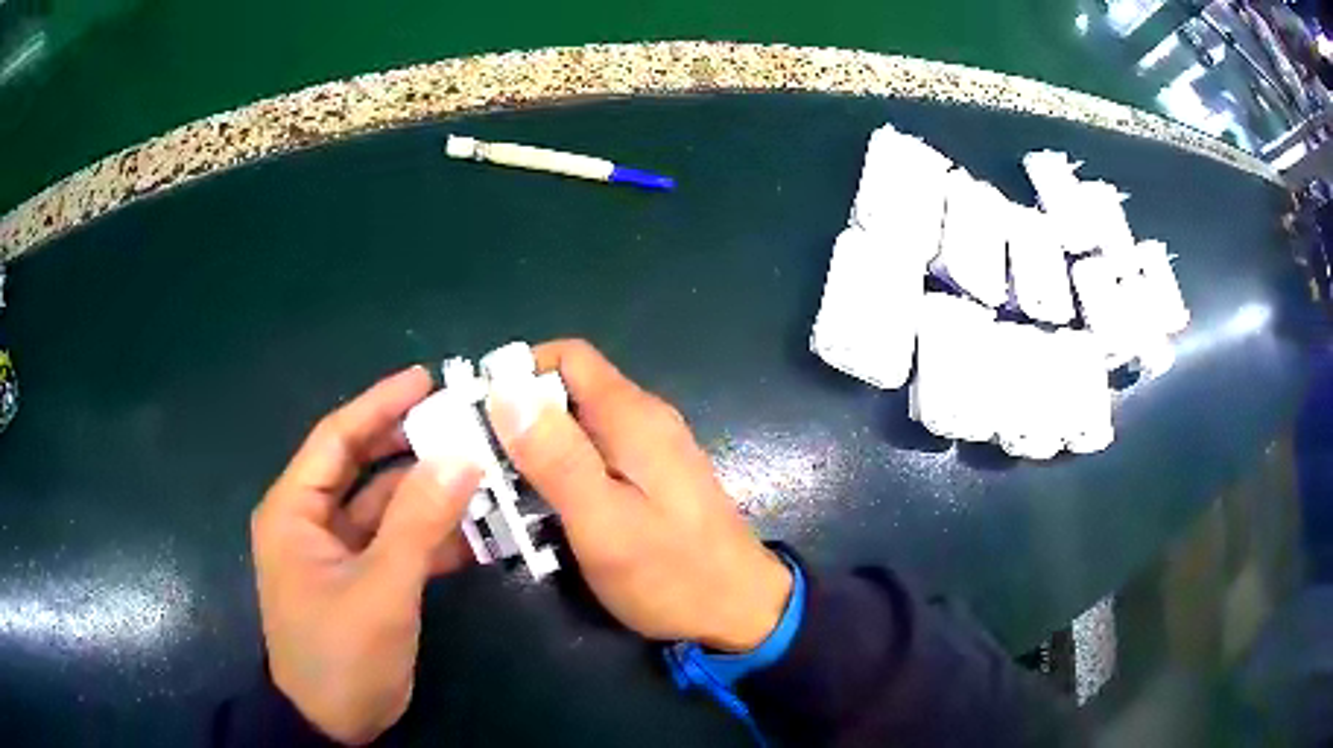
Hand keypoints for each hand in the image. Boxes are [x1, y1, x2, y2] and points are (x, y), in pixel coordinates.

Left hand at [250, 366, 480, 744]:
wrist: (335, 725)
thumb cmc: (340, 655)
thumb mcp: (380, 590)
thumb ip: (418, 524)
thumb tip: (461, 457)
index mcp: (295, 510)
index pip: (337, 439)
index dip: (379, 405)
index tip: (426, 379)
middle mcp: (312, 521)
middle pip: (364, 468)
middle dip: (411, 447)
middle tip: (464, 422)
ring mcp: (339, 552)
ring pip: (386, 508)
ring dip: (430, 494)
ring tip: (482, 472)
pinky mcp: (363, 579)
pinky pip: (398, 543)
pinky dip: (431, 535)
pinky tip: (475, 531)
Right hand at [489, 340, 791, 651]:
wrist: (739, 612)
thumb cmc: (670, 574)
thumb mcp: (603, 521)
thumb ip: (556, 456)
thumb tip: (506, 390)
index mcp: (633, 416)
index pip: (568, 357)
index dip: (518, 374)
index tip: (479, 414)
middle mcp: (645, 420)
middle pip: (569, 392)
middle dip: (521, 420)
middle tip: (482, 467)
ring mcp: (652, 450)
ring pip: (579, 427)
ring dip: (538, 452)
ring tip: (503, 494)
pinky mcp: (653, 478)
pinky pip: (597, 457)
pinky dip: (563, 472)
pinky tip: (545, 510)